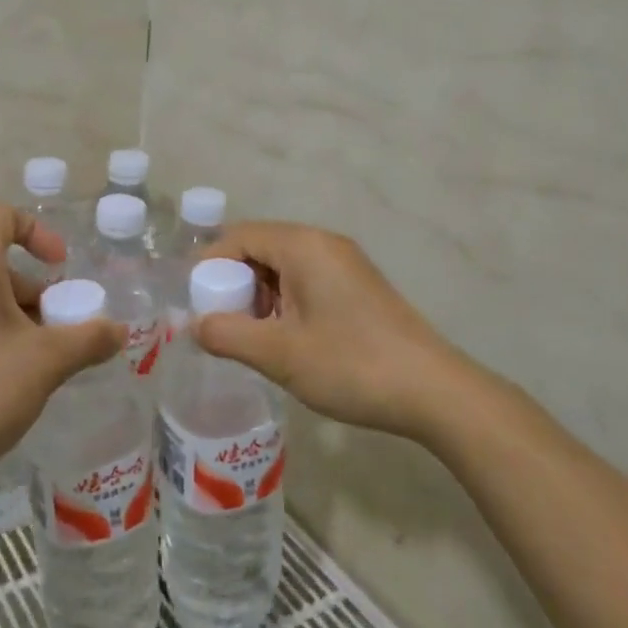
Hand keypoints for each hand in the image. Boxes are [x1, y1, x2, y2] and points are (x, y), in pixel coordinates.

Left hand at [0, 205, 123, 492]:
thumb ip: (89, 339)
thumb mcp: (46, 362)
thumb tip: (119, 331)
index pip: (3, 217)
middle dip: (35, 292)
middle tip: (57, 333)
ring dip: (16, 317)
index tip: (61, 269)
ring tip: (36, 364)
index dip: (38, 232)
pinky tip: (3, 381)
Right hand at [193, 221, 471, 443]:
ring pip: (283, 267)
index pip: (239, 236)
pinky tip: (285, 340)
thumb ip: (227, 335)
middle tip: (221, 324)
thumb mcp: (279, 354)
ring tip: (251, 337)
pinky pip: (306, 281)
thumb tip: (195, 325)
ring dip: (259, 296)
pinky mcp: (358, 287)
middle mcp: (324, 244)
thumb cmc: (350, 365)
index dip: (209, 265)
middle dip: (233, 283)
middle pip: (260, 248)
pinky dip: (285, 303)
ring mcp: (345, 265)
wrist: (434, 391)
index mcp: (303, 246)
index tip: (193, 303)